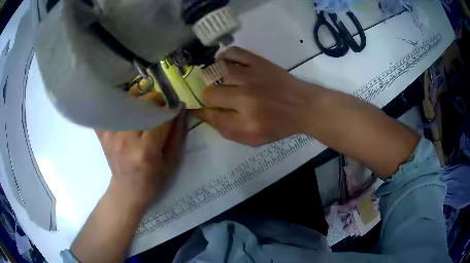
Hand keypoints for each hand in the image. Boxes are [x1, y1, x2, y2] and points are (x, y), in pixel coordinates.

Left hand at [96, 107, 186, 208]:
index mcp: (146, 150)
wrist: (127, 190)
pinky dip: (116, 107)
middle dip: (153, 101)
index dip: (168, 109)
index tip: (172, 108)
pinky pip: (108, 112)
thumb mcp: (171, 162)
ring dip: (136, 101)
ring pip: (125, 104)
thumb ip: (177, 134)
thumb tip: (179, 109)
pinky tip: (123, 110)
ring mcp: (111, 137)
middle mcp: (126, 140)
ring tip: (141, 108)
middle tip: (158, 106)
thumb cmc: (153, 179)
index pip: (159, 118)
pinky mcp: (103, 135)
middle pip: (141, 106)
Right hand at [191, 47, 316, 145]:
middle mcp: (245, 97)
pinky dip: (224, 56)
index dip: (200, 112)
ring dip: (213, 76)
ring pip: (216, 71)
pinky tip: (224, 63)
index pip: (210, 115)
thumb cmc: (279, 125)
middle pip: (209, 93)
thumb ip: (226, 129)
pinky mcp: (258, 62)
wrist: (303, 106)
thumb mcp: (253, 138)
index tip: (199, 109)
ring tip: (218, 79)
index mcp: (245, 121)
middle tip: (217, 97)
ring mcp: (251, 76)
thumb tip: (204, 114)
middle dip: (209, 97)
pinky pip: (233, 52)